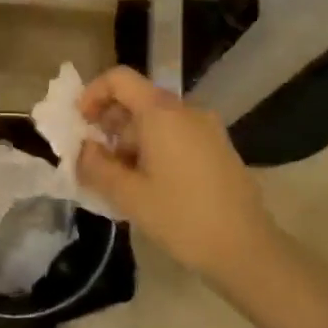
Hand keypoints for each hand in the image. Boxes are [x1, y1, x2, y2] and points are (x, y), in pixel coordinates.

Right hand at [76, 67, 278, 275]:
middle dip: (109, 124)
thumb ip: (96, 166)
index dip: (92, 94)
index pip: (119, 79)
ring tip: (118, 179)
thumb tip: (83, 148)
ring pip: (156, 120)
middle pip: (137, 99)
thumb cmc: (182, 217)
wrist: (247, 249)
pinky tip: (147, 184)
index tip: (79, 124)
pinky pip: (175, 134)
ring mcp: (206, 128)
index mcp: (162, 112)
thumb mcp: (128, 195)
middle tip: (93, 159)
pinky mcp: (217, 148)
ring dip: (130, 141)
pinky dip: (153, 148)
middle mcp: (186, 110)